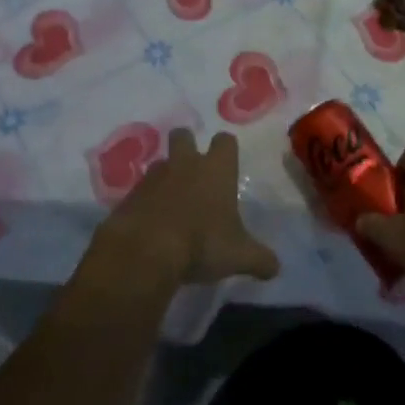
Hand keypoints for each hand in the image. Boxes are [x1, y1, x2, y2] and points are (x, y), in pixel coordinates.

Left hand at [92, 128, 279, 288]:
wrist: (145, 252)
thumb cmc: (201, 243)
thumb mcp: (239, 256)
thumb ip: (260, 259)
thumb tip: (276, 268)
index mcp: (216, 170)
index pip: (225, 141)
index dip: (227, 149)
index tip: (228, 164)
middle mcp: (184, 165)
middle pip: (183, 136)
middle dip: (187, 145)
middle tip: (193, 170)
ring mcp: (152, 178)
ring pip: (160, 163)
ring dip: (165, 177)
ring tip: (171, 202)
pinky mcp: (128, 196)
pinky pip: (139, 192)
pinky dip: (145, 203)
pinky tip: (150, 224)